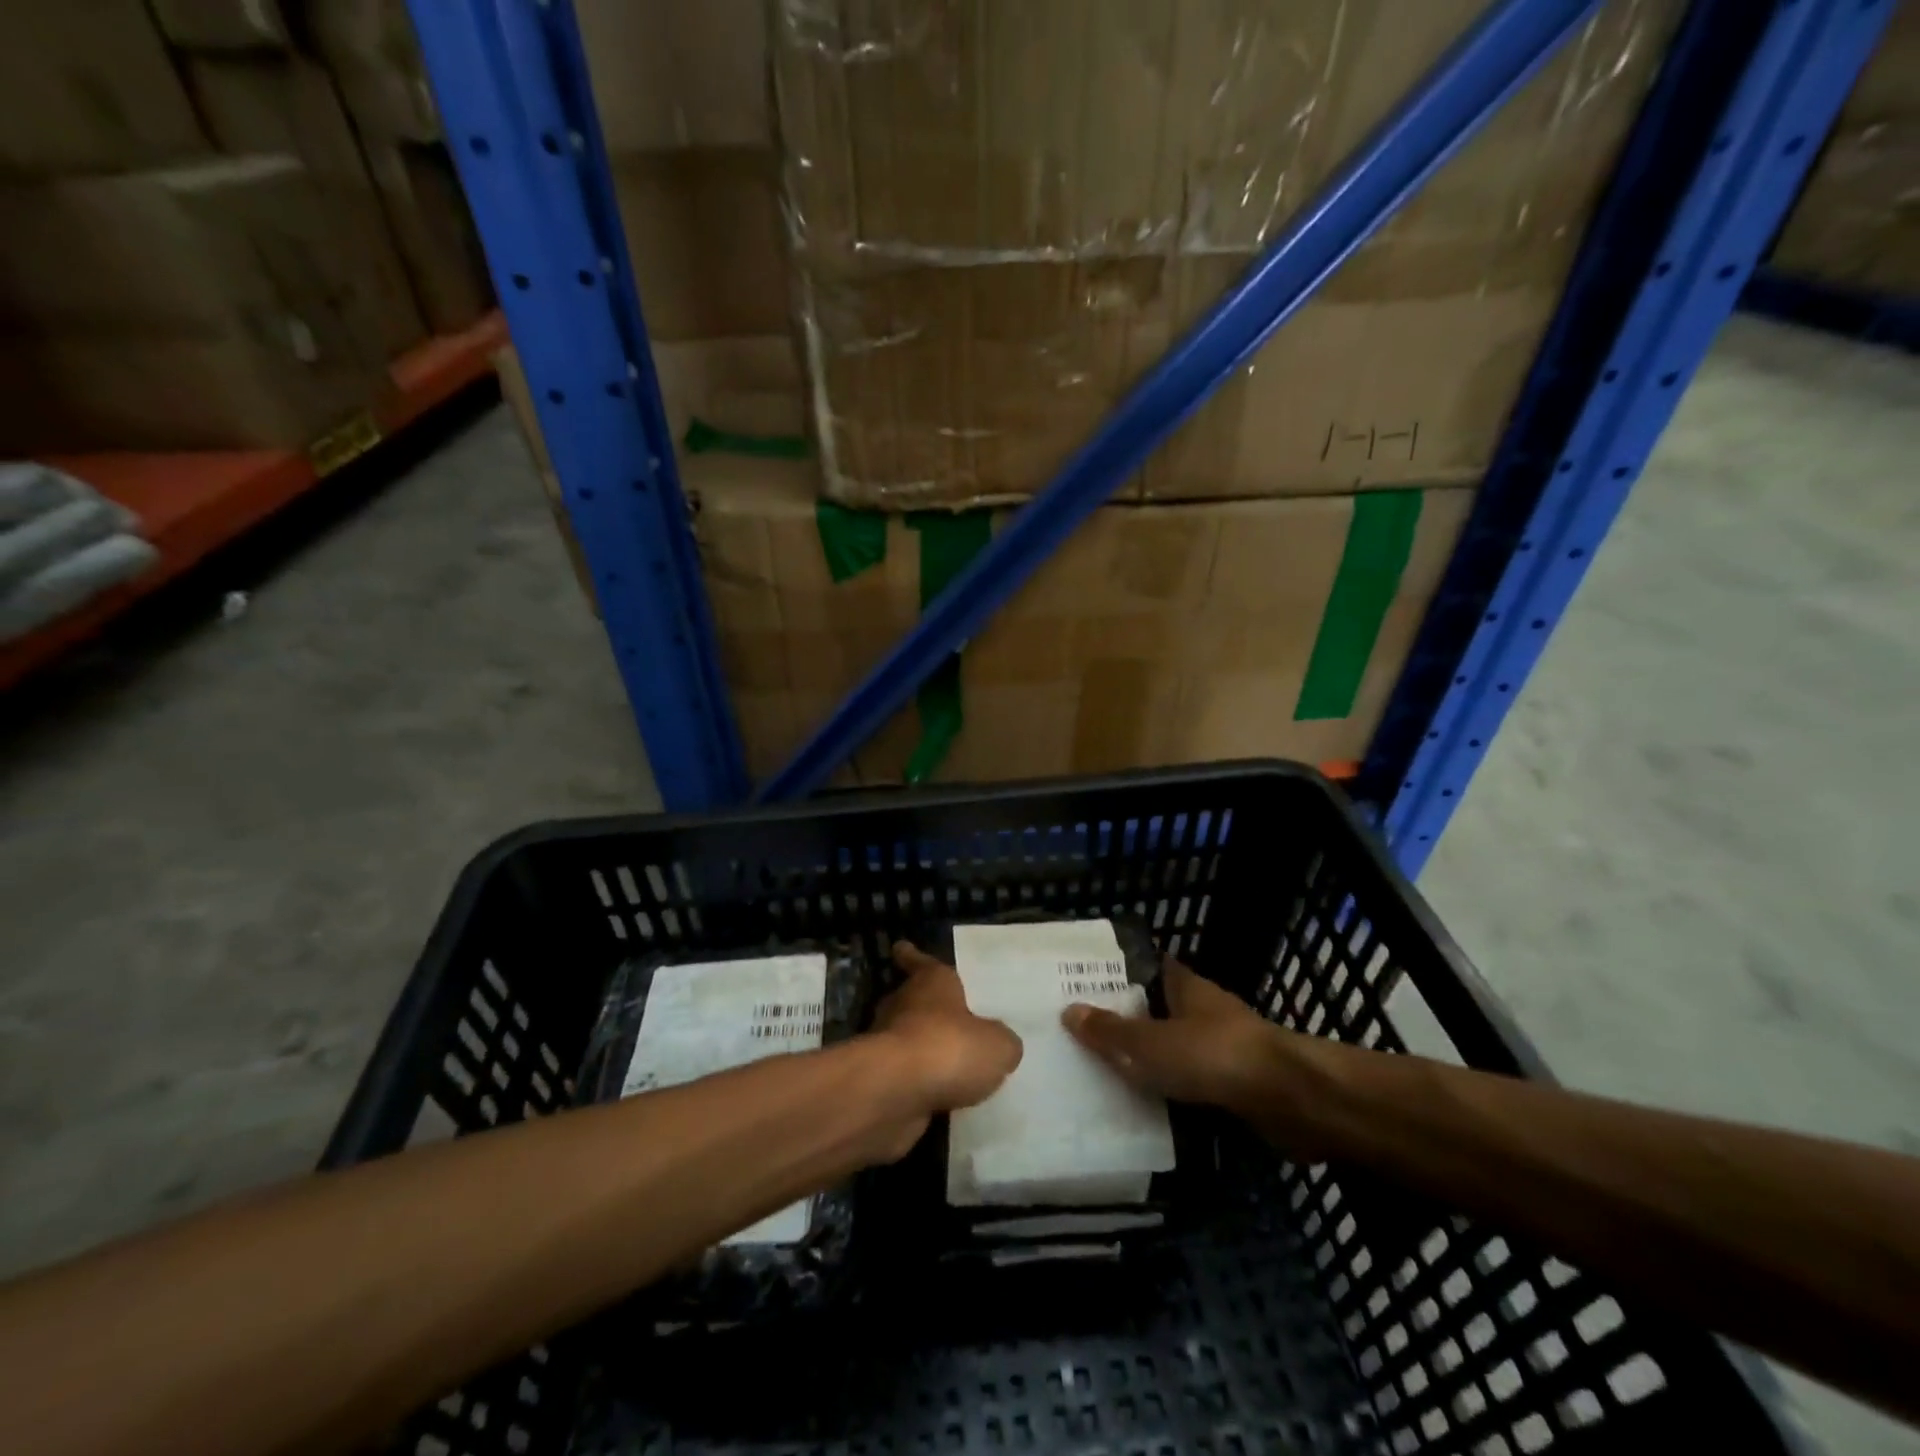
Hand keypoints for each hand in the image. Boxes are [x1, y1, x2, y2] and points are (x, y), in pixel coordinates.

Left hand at [865, 942, 1022, 1159]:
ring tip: (952, 1066)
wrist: (895, 1093)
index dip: (913, 956)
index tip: (901, 948)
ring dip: (923, 1050)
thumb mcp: (998, 1045)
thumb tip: (1001, 1046)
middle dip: (925, 1009)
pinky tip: (941, 1097)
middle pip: (912, 1001)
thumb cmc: (949, 1048)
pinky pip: (906, 1077)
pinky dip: (919, 1084)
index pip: (919, 962)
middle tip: (949, 1020)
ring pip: (908, 1040)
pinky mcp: (881, 1080)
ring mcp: (886, 1044)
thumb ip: (1001, 1042)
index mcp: (930, 982)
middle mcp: (903, 1006)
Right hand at [1062, 960, 1274, 1108]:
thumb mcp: (1153, 1044)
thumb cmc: (1216, 1056)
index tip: (1082, 982)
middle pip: (1155, 1009)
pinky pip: (1189, 1082)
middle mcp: (1202, 1010)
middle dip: (1124, 1019)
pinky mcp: (1233, 1084)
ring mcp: (1221, 1047)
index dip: (1117, 972)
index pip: (1147, 966)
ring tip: (1099, 1071)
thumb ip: (1112, 1032)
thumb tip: (1069, 1011)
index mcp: (1184, 986)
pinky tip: (1141, 1105)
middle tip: (1079, 1032)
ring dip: (1146, 1059)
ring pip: (1172, 1048)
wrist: (1291, 1100)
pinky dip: (1168, 1090)